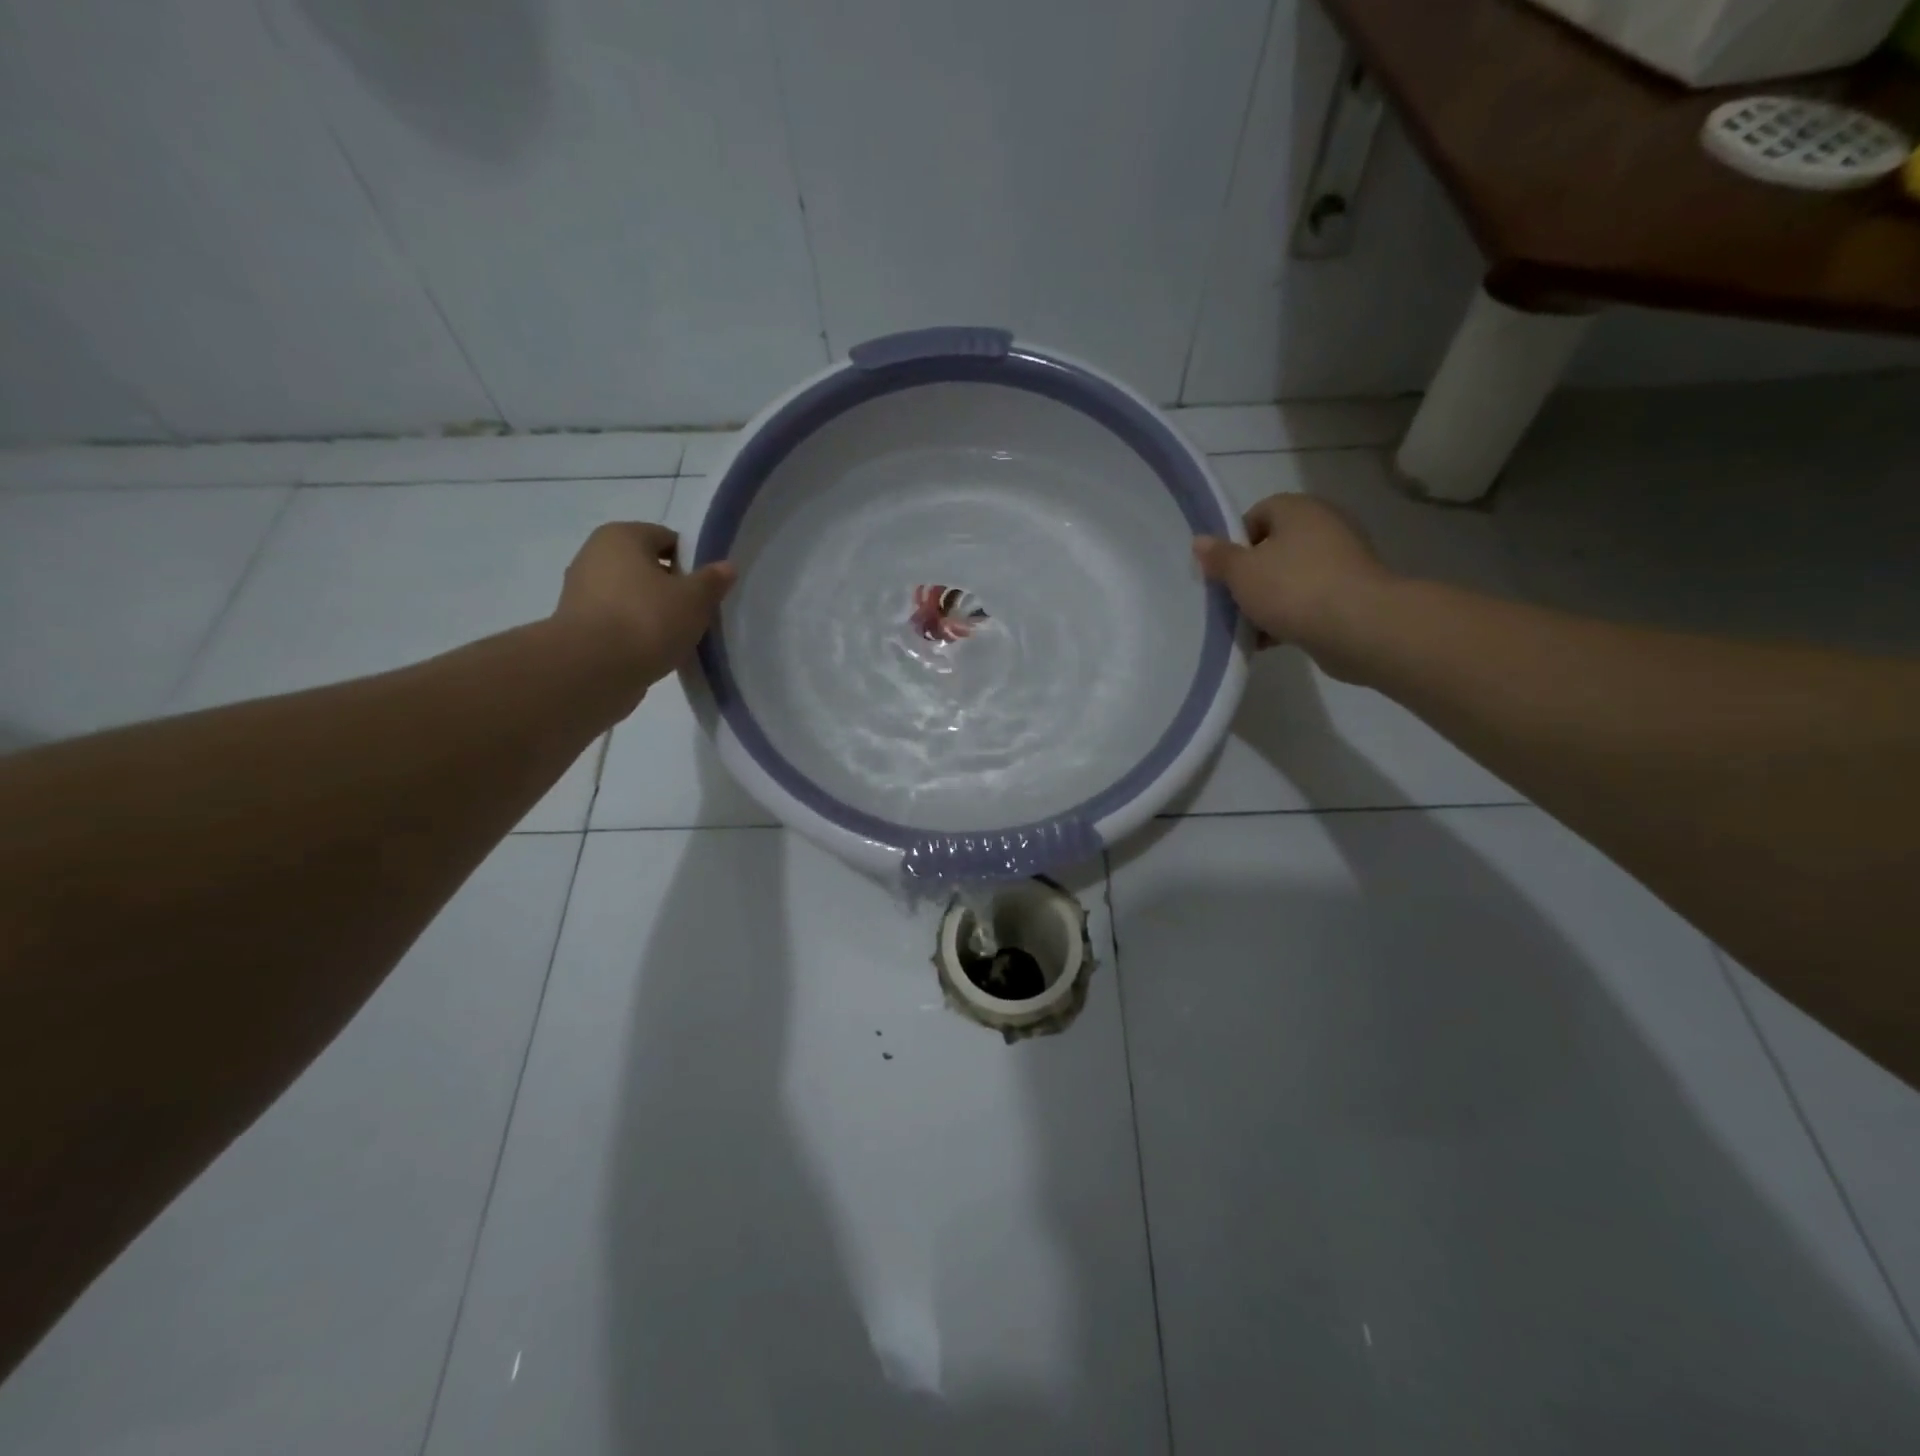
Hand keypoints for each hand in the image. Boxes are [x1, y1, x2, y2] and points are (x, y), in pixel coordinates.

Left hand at [553, 522, 734, 699]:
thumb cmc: (647, 620)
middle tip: (696, 613)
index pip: (666, 538)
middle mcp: (594, 555)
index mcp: (621, 536)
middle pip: (646, 567)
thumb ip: (712, 581)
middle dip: (672, 587)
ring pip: (631, 596)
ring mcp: (580, 591)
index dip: (691, 561)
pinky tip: (654, 651)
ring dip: (653, 611)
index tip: (707, 588)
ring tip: (677, 636)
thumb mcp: (694, 599)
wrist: (592, 670)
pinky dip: (635, 631)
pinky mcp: (576, 625)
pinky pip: (617, 620)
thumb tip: (726, 567)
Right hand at [1193, 494, 1389, 680]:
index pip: (1258, 513)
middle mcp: (1324, 526)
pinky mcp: (1351, 592)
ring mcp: (1342, 560)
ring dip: (1268, 599)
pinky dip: (1290, 615)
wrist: (1358, 627)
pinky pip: (1309, 599)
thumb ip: (1219, 557)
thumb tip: (1200, 541)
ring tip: (1249, 626)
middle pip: (1274, 547)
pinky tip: (1271, 639)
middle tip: (1231, 600)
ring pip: (1291, 576)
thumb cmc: (1292, 588)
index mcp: (1298, 509)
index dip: (1236, 542)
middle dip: (1250, 575)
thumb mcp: (1241, 573)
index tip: (1223, 571)